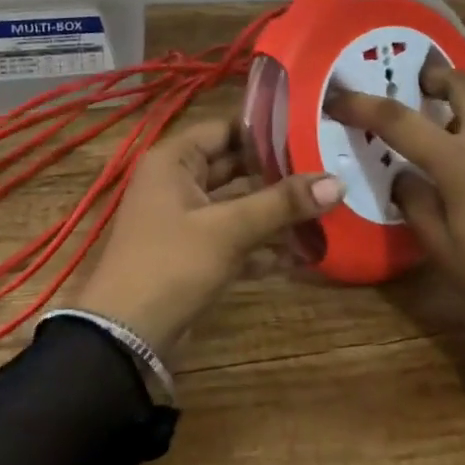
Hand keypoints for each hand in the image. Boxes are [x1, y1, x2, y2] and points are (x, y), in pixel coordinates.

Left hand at [75, 117, 341, 356]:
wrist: (126, 336)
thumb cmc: (171, 264)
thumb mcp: (228, 229)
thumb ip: (282, 203)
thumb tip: (337, 181)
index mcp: (174, 160)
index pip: (226, 129)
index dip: (267, 129)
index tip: (313, 128)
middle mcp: (178, 182)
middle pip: (236, 167)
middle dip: (280, 172)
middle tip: (330, 167)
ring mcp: (187, 220)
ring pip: (239, 205)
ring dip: (277, 211)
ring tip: (328, 207)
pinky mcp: (196, 254)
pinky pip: (236, 238)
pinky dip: (265, 244)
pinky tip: (306, 251)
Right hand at [327, 63, 464, 376]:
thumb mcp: (442, 250)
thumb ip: (415, 201)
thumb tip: (404, 174)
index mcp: (462, 163)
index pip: (399, 120)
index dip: (362, 105)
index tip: (339, 97)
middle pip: (462, 82)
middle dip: (434, 79)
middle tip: (420, 93)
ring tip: (459, 134)